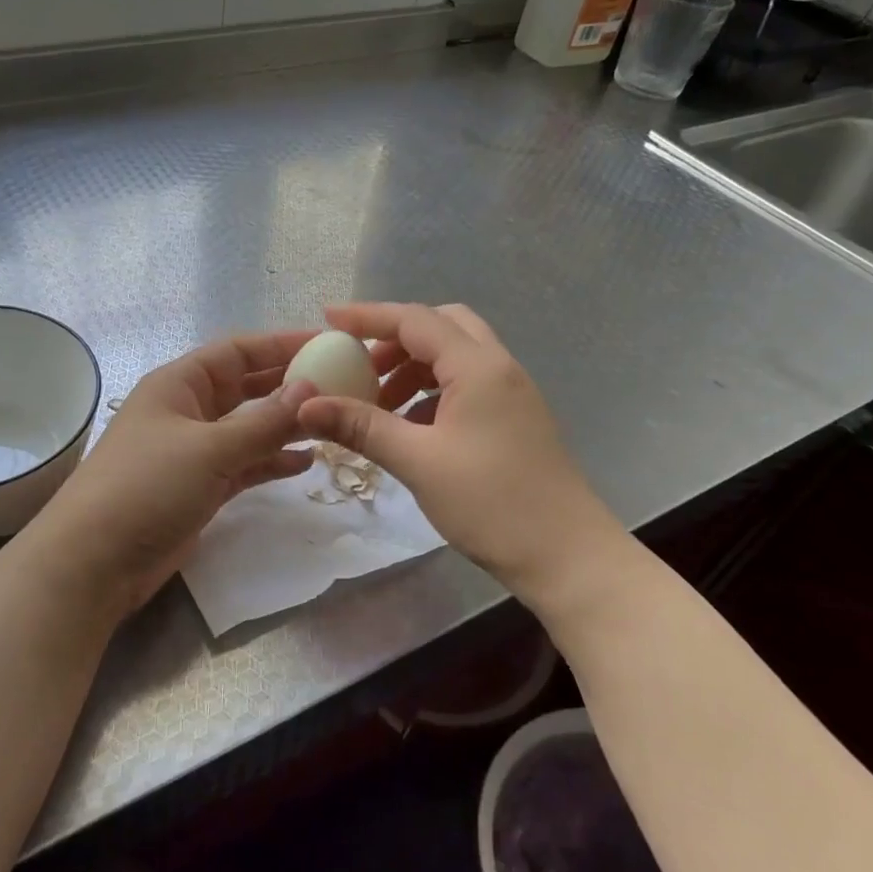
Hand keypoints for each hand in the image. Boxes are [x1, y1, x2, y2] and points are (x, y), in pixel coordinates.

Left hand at [28, 331, 321, 619]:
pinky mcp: (200, 487)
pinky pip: (244, 464)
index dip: (280, 345)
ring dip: (285, 426)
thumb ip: (263, 421)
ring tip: (330, 425)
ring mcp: (193, 451)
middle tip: (340, 385)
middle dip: (288, 386)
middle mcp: (187, 411)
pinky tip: (305, 463)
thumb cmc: (147, 487)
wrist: (95, 561)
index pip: (237, 351)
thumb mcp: (210, 448)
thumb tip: (310, 388)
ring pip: (249, 428)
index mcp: (179, 384)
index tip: (326, 345)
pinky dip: (271, 462)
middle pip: (246, 387)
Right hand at [296, 302, 623, 617]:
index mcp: (477, 366)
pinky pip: (466, 384)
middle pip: (441, 327)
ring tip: (378, 403)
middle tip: (360, 365)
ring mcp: (511, 393)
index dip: (368, 316)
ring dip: (413, 367)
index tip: (328, 318)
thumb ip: (361, 426)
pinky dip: (432, 391)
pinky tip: (410, 426)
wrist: (567, 555)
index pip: (414, 320)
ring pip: (455, 356)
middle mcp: (498, 367)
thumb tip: (306, 406)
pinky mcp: (515, 418)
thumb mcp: (417, 461)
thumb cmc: (491, 503)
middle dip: (395, 339)